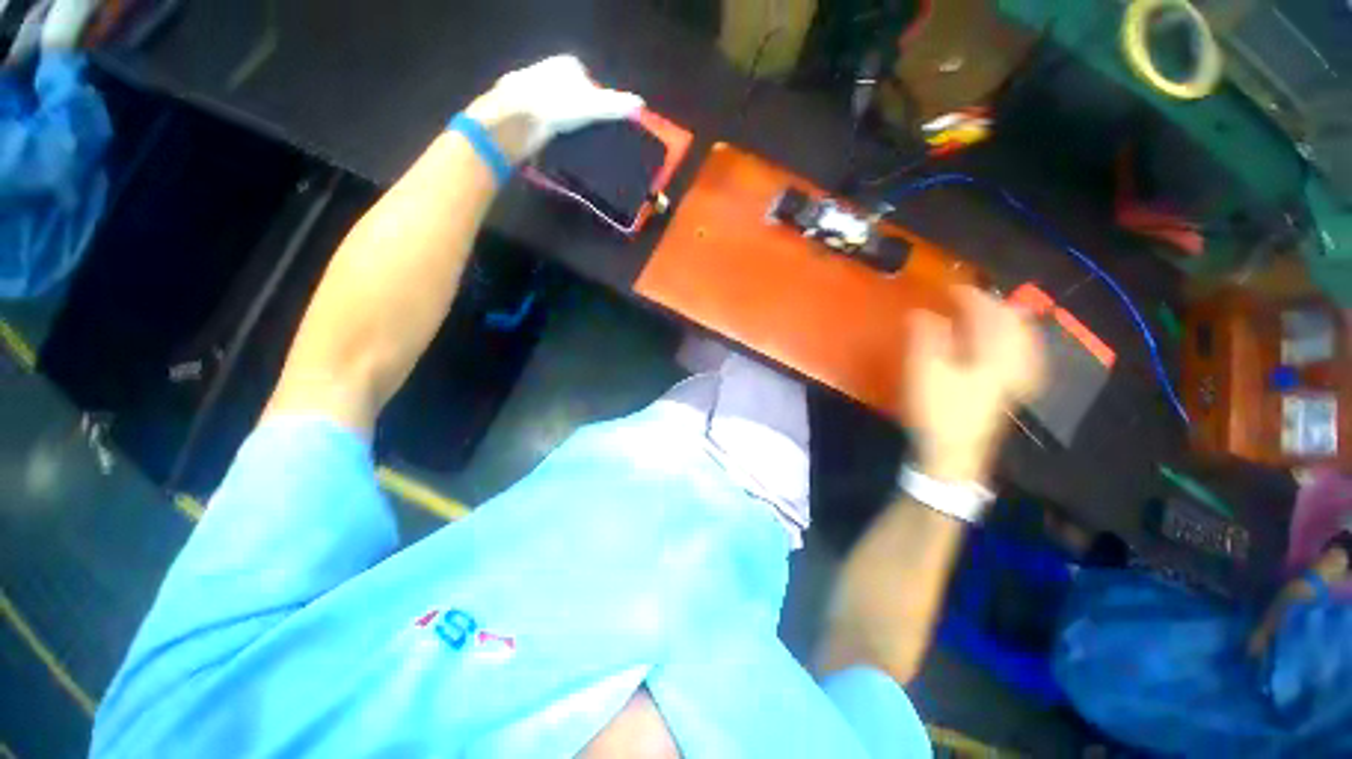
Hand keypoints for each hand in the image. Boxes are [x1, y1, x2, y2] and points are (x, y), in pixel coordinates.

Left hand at [463, 55, 644, 163]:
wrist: (516, 118)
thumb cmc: (555, 104)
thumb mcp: (592, 105)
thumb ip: (616, 105)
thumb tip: (641, 105)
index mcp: (566, 64)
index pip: (591, 85)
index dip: (599, 105)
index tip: (604, 124)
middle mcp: (551, 73)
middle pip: (576, 99)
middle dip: (584, 117)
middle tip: (593, 137)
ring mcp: (536, 93)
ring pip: (563, 113)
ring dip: (571, 128)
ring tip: (579, 145)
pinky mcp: (527, 113)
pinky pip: (550, 125)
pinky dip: (557, 135)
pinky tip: (561, 146)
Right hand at [901, 287, 1044, 483]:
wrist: (955, 452)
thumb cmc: (939, 409)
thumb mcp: (926, 370)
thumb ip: (927, 337)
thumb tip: (925, 311)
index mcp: (994, 352)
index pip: (989, 312)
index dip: (969, 295)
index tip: (950, 285)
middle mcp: (1014, 359)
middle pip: (1013, 321)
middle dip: (992, 304)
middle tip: (967, 296)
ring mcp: (1016, 375)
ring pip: (1019, 336)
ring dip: (1002, 320)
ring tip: (983, 312)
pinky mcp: (1011, 388)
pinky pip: (1018, 353)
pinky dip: (1008, 340)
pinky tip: (999, 342)